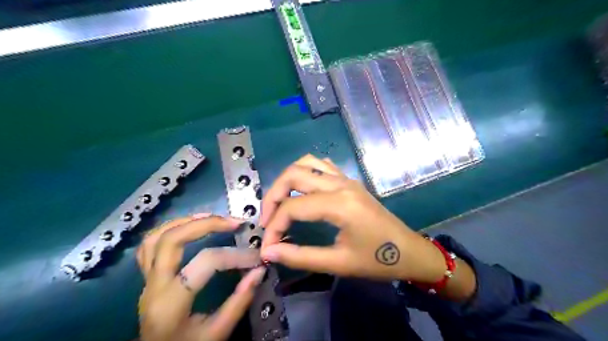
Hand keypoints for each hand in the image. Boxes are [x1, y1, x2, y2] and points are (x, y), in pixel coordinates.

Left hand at [138, 215, 266, 339]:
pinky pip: (149, 246)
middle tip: (234, 222)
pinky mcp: (146, 279)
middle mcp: (153, 286)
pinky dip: (169, 230)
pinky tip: (189, 226)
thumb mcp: (217, 333)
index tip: (256, 257)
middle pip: (172, 240)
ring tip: (212, 217)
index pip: (206, 263)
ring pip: (155, 238)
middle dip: (206, 224)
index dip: (235, 256)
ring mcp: (145, 281)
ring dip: (185, 221)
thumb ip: (240, 301)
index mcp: (171, 303)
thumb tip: (260, 270)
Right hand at [259, 154, 445, 282]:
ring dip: (287, 180)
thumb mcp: (338, 263)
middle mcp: (340, 184)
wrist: (410, 251)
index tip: (267, 247)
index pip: (293, 207)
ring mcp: (346, 179)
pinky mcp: (349, 181)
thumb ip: (300, 256)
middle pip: (293, 174)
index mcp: (340, 203)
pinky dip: (304, 173)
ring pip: (306, 163)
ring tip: (280, 203)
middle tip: (267, 220)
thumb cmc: (378, 260)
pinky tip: (301, 192)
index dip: (273, 226)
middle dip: (273, 196)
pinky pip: (321, 166)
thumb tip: (269, 251)